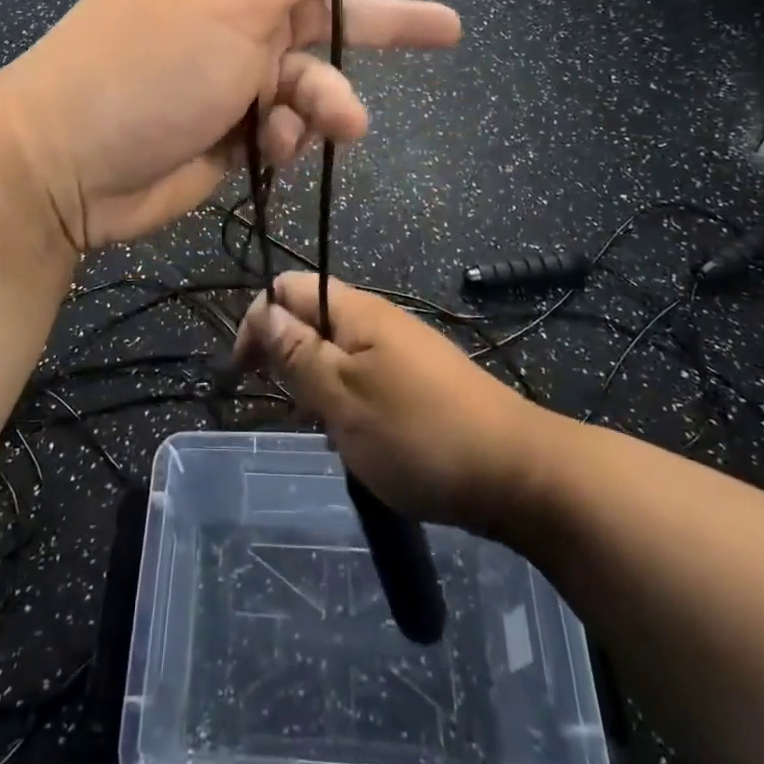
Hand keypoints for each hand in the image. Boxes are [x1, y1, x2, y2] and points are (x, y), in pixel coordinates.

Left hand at [0, 0, 460, 249]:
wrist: (67, 166)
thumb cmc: (149, 67)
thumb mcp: (228, 1)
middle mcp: (224, 18)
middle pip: (318, 15)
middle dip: (380, 26)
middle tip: (446, 30)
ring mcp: (222, 78)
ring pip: (304, 81)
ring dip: (327, 101)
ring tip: (345, 124)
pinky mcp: (222, 133)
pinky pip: (279, 127)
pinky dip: (286, 136)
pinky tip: (276, 146)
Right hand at [233, 272, 543, 532]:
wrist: (518, 474)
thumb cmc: (418, 434)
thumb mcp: (342, 397)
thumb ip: (297, 353)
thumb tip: (262, 310)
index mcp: (356, 311)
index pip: (287, 288)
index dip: (258, 321)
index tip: (245, 373)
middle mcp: (378, 320)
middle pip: (311, 318)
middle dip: (285, 355)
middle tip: (284, 406)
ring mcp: (402, 350)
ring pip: (336, 352)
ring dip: (315, 383)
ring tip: (318, 428)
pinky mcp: (419, 381)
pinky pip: (364, 376)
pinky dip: (345, 400)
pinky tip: (352, 439)